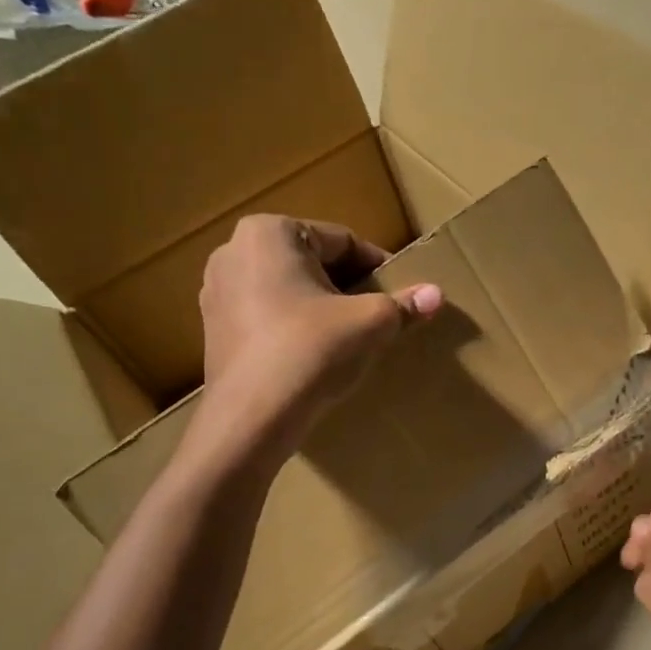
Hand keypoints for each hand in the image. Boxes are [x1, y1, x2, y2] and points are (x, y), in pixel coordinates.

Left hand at [197, 215, 440, 457]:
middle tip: (379, 315)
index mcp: (270, 232)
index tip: (400, 292)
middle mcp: (234, 251)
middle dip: (348, 287)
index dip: (378, 267)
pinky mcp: (214, 330)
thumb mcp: (369, 324)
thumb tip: (437, 294)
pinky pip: (267, 317)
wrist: (253, 417)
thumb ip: (403, 305)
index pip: (341, 241)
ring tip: (350, 337)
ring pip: (288, 291)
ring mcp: (217, 292)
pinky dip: (294, 328)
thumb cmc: (311, 351)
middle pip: (312, 263)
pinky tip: (316, 356)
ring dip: (321, 308)